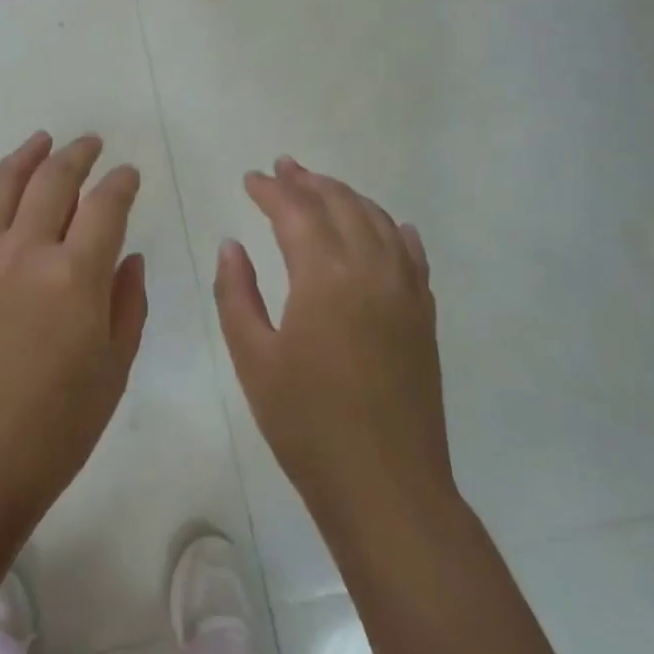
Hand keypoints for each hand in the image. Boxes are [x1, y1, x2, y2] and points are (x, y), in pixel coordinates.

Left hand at [0, 132, 145, 534]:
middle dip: (77, 155)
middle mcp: (25, 252)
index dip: (121, 183)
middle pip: (53, 182)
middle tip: (90, 143)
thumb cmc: (54, 430)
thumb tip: (130, 258)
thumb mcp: (113, 371)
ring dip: (24, 157)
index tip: (129, 173)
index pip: (105, 206)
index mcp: (75, 276)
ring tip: (41, 141)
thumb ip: (127, 305)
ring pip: (1, 186)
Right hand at [214, 157, 455, 534]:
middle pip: (339, 205)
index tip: (250, 178)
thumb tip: (230, 245)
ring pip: (377, 221)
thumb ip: (236, 293)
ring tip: (322, 186)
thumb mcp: (253, 358)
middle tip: (282, 167)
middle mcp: (370, 269)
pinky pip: (411, 254)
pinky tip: (388, 226)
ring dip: (347, 197)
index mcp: (324, 276)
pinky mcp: (423, 315)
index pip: (295, 212)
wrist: (386, 487)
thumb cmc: (307, 424)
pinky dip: (393, 229)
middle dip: (308, 182)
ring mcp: (404, 290)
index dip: (270, 190)